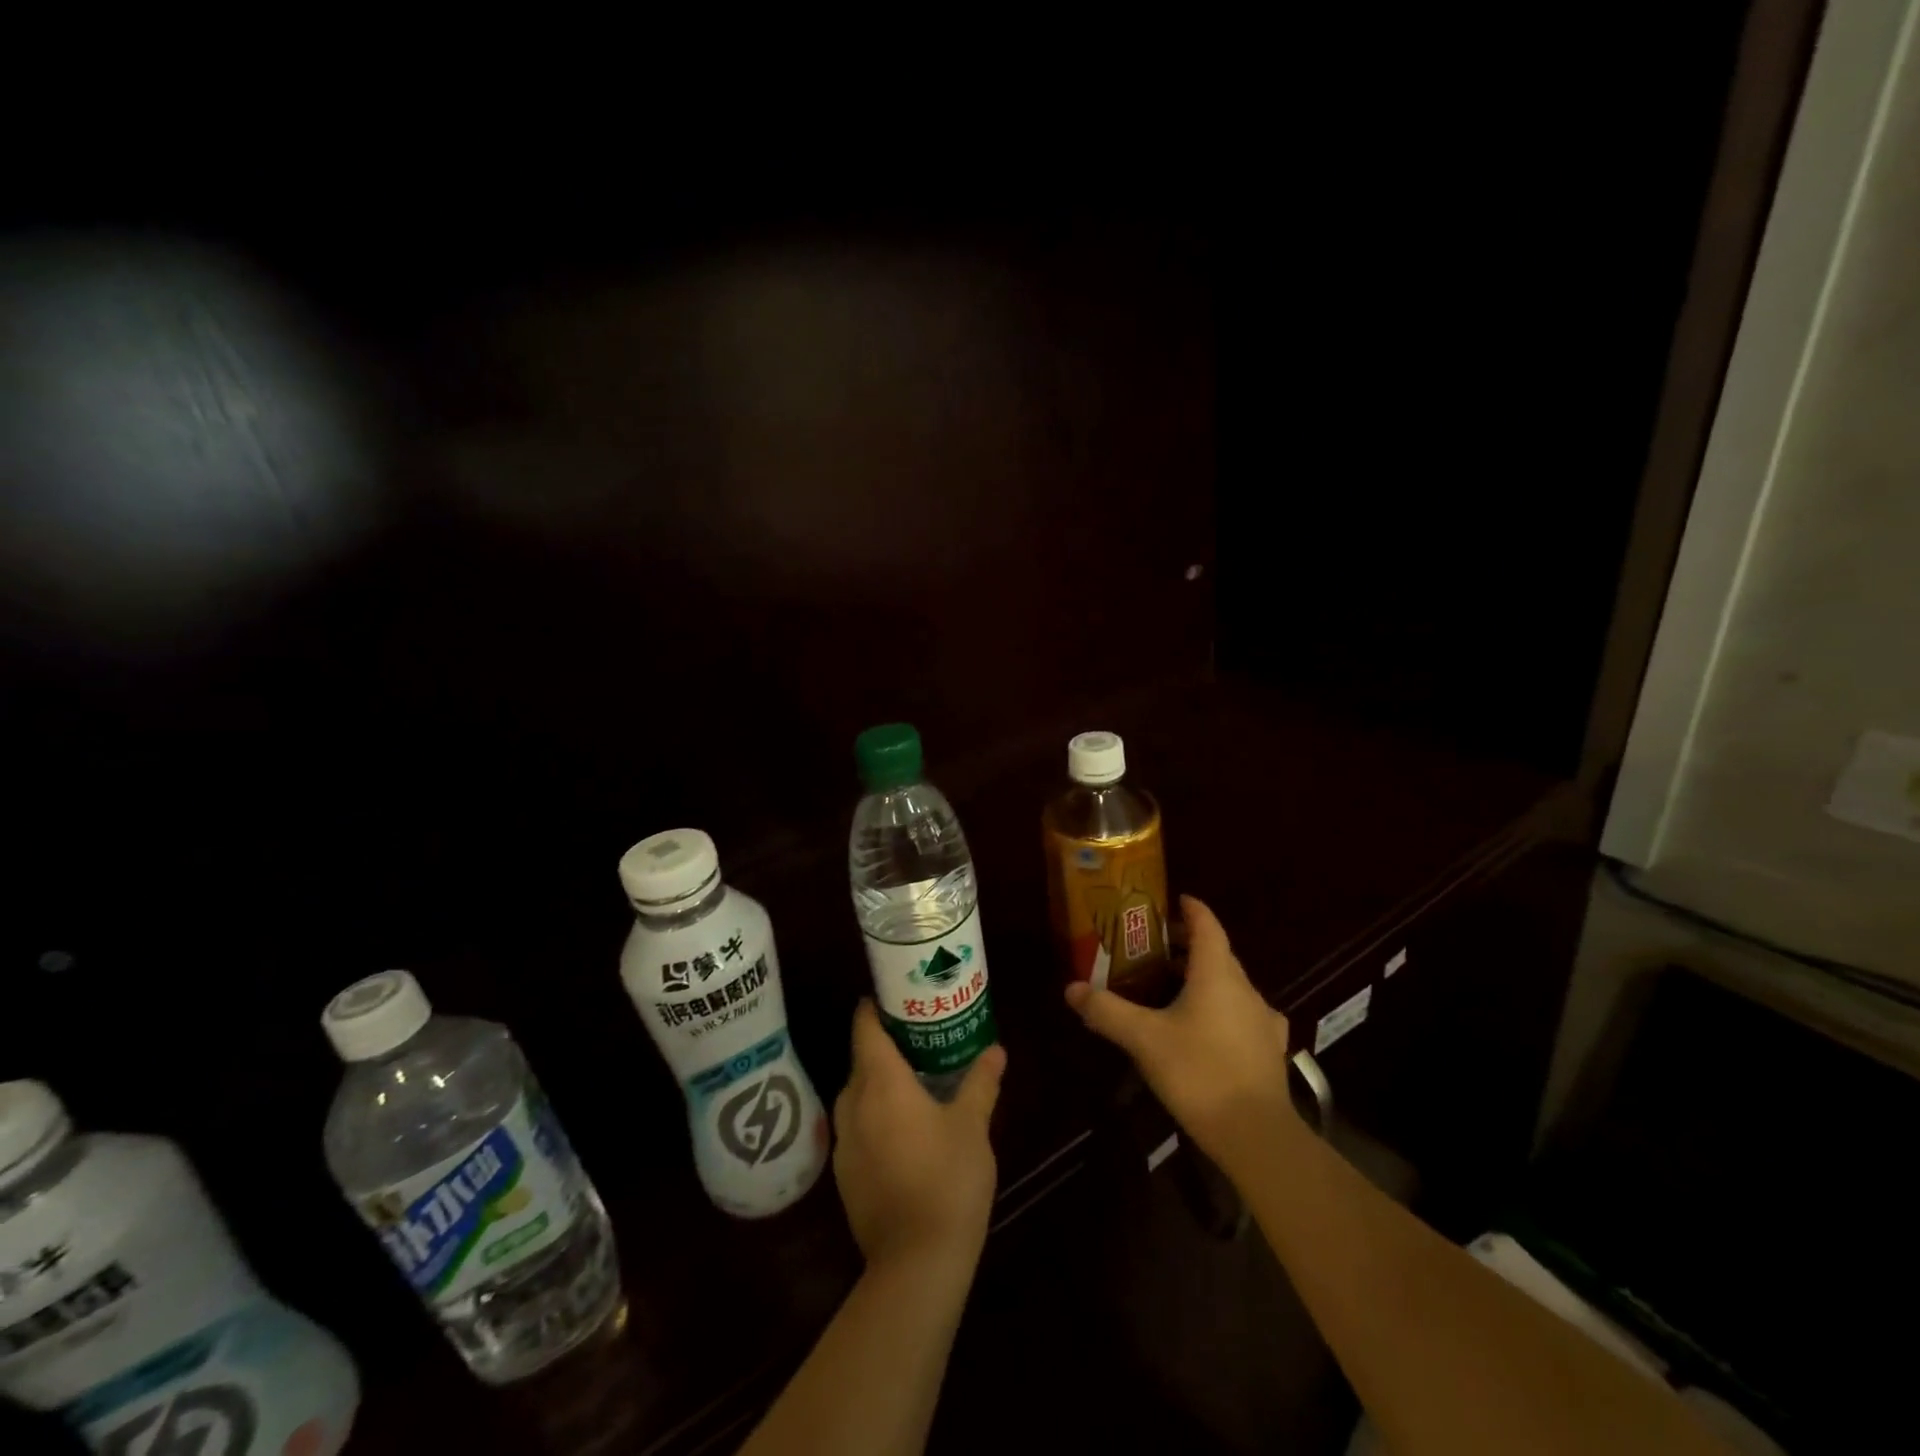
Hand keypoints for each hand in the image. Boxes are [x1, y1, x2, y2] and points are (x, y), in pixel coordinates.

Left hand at [832, 1001, 1006, 1274]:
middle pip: (861, 1059)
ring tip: (914, 1078)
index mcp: (880, 1082)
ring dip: (879, 1082)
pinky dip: (875, 1115)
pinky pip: (857, 1126)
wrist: (916, 1264)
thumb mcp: (972, 1125)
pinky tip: (903, 1129)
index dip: (875, 1006)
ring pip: (857, 1094)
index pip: (865, 1027)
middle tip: (920, 1036)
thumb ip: (981, 1082)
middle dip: (885, 1045)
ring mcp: (844, 1142)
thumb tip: (996, 1050)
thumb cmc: (947, 1179)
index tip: (896, 994)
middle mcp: (853, 1104)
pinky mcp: (844, 1174)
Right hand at [1066, 894, 1297, 1171]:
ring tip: (1173, 988)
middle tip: (1156, 948)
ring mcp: (1263, 1020)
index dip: (1191, 909)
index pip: (1207, 925)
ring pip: (1231, 985)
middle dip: (1189, 945)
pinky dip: (1222, 1008)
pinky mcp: (1269, 1049)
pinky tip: (1207, 1028)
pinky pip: (1242, 1014)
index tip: (1175, 899)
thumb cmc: (1199, 1072)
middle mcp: (1245, 988)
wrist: (1257, 1135)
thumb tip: (1070, 988)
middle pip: (1218, 953)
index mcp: (1217, 974)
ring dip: (1204, 978)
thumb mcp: (1144, 1039)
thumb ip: (1107, 1011)